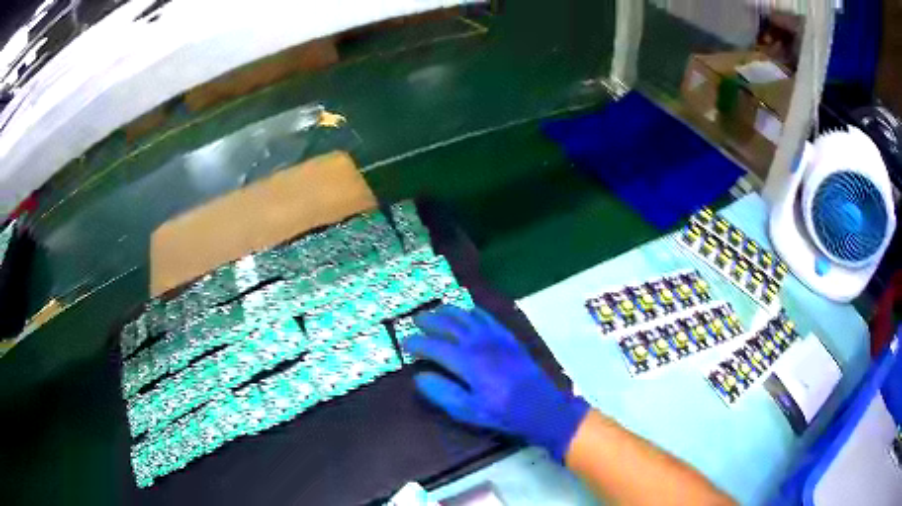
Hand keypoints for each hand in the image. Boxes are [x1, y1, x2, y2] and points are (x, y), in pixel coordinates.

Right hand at [404, 305, 589, 460]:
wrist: (540, 405)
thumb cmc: (502, 412)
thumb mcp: (468, 410)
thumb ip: (442, 392)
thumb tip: (419, 377)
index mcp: (466, 362)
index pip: (434, 347)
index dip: (417, 343)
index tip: (405, 343)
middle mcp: (478, 343)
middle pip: (449, 325)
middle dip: (430, 321)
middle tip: (417, 320)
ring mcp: (495, 337)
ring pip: (467, 316)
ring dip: (449, 311)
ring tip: (437, 309)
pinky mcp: (508, 337)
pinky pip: (487, 316)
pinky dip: (473, 310)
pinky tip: (469, 310)